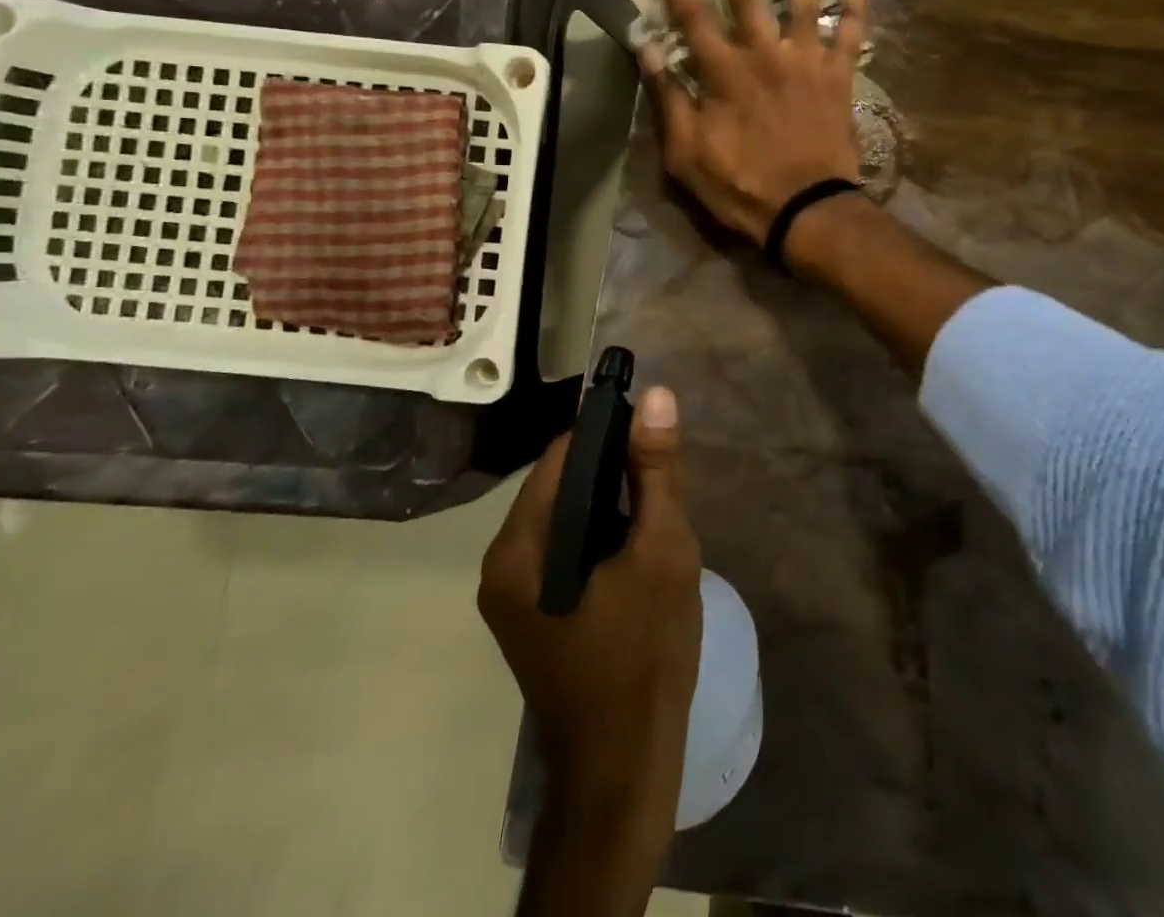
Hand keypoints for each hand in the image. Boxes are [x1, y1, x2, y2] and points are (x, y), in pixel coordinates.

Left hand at [478, 387, 702, 865]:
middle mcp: (501, 563)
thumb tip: (656, 395)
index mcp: (519, 546)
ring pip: (564, 517)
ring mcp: (510, 593)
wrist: (623, 766)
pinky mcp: (528, 614)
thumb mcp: (662, 551)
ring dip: (609, 507)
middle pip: (559, 484)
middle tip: (662, 490)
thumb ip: (656, 471)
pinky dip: (598, 538)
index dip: (610, 435)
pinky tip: (634, 554)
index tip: (654, 442)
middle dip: (613, 475)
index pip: (561, 454)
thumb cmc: (644, 654)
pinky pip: (562, 550)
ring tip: (654, 518)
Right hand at [641, 0, 868, 244]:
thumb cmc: (740, 187)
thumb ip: (669, 98)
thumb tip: (648, 48)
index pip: (693, 18)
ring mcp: (807, 64)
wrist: (805, 210)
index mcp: (724, 74)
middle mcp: (765, 56)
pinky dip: (857, 10)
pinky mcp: (839, 79)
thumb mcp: (686, 154)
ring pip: (805, 3)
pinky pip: (851, 38)